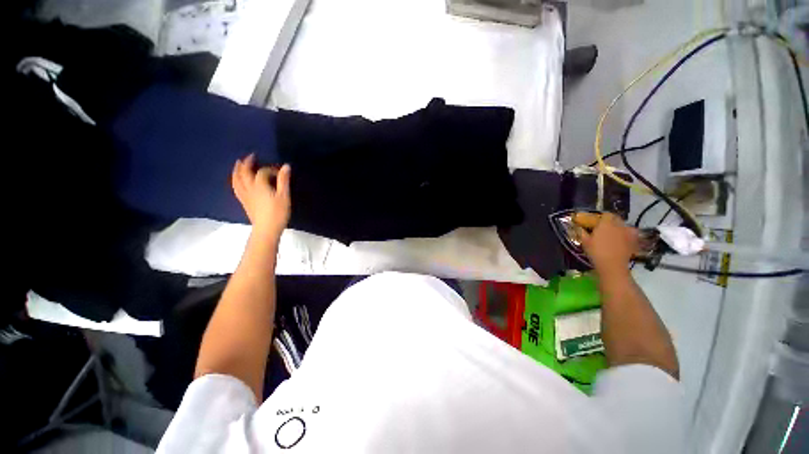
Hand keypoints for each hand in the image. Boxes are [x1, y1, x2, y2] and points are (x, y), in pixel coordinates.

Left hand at [232, 154, 290, 242]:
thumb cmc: (278, 212)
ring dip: (237, 170)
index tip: (279, 172)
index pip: (262, 172)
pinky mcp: (244, 202)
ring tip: (238, 164)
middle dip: (247, 163)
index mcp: (260, 185)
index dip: (270, 169)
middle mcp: (249, 188)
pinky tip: (237, 180)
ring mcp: (244, 195)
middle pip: (244, 173)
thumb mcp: (284, 196)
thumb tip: (286, 166)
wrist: (266, 229)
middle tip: (251, 156)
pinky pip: (236, 188)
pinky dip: (235, 181)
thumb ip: (284, 180)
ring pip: (237, 180)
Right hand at [579, 213, 638, 275]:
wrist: (612, 265)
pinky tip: (622, 241)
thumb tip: (579, 228)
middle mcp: (619, 225)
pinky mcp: (634, 241)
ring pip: (624, 226)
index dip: (601, 217)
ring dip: (620, 228)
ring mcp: (628, 233)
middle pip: (616, 219)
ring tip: (614, 235)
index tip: (596, 222)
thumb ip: (582, 232)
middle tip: (604, 228)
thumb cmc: (596, 251)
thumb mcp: (585, 241)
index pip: (606, 214)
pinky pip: (630, 235)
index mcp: (606, 223)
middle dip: (611, 221)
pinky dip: (627, 236)